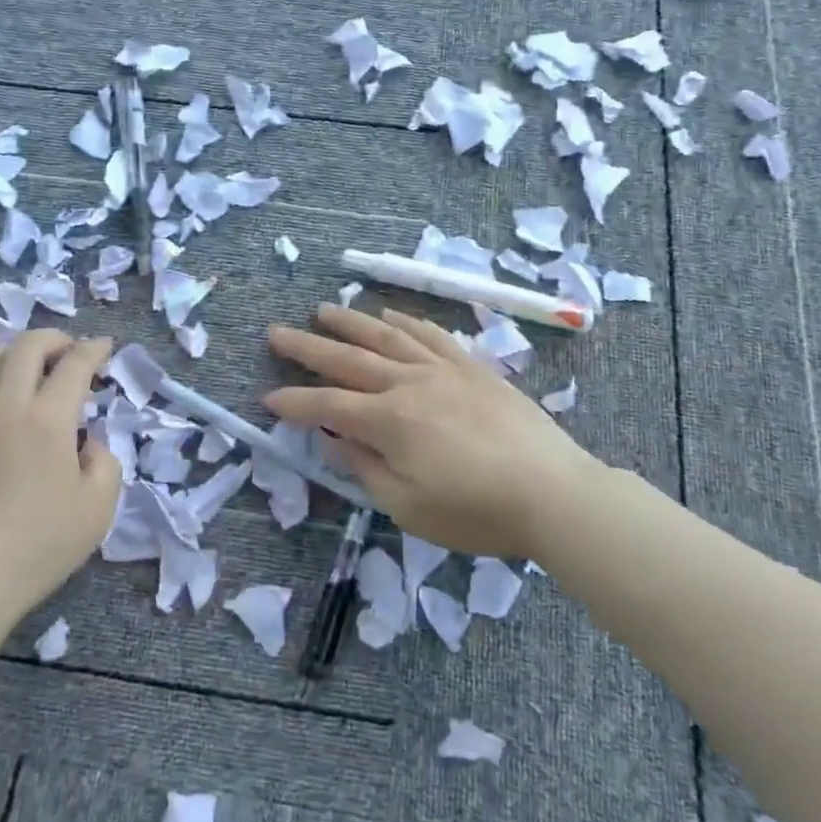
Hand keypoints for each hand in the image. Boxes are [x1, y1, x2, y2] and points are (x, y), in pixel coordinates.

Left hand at [0, 330, 118, 620]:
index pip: (75, 363)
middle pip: (26, 345)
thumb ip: (106, 463)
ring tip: (28, 372)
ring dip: (14, 355)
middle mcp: (4, 404)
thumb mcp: (97, 509)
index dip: (94, 349)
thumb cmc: (35, 547)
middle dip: (54, 339)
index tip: (105, 346)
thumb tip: (90, 442)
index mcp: (48, 418)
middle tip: (69, 352)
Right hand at [265, 305, 604, 556]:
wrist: (553, 492)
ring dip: (351, 322)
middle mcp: (409, 383)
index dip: (294, 402)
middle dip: (308, 347)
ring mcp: (443, 369)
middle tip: (276, 332)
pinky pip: (432, 334)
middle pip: (349, 359)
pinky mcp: (472, 367)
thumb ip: (364, 468)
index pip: (327, 405)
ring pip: (387, 337)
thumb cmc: (476, 511)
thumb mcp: (408, 506)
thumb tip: (330, 438)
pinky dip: (407, 321)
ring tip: (323, 310)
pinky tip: (392, 314)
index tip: (267, 398)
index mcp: (389, 421)